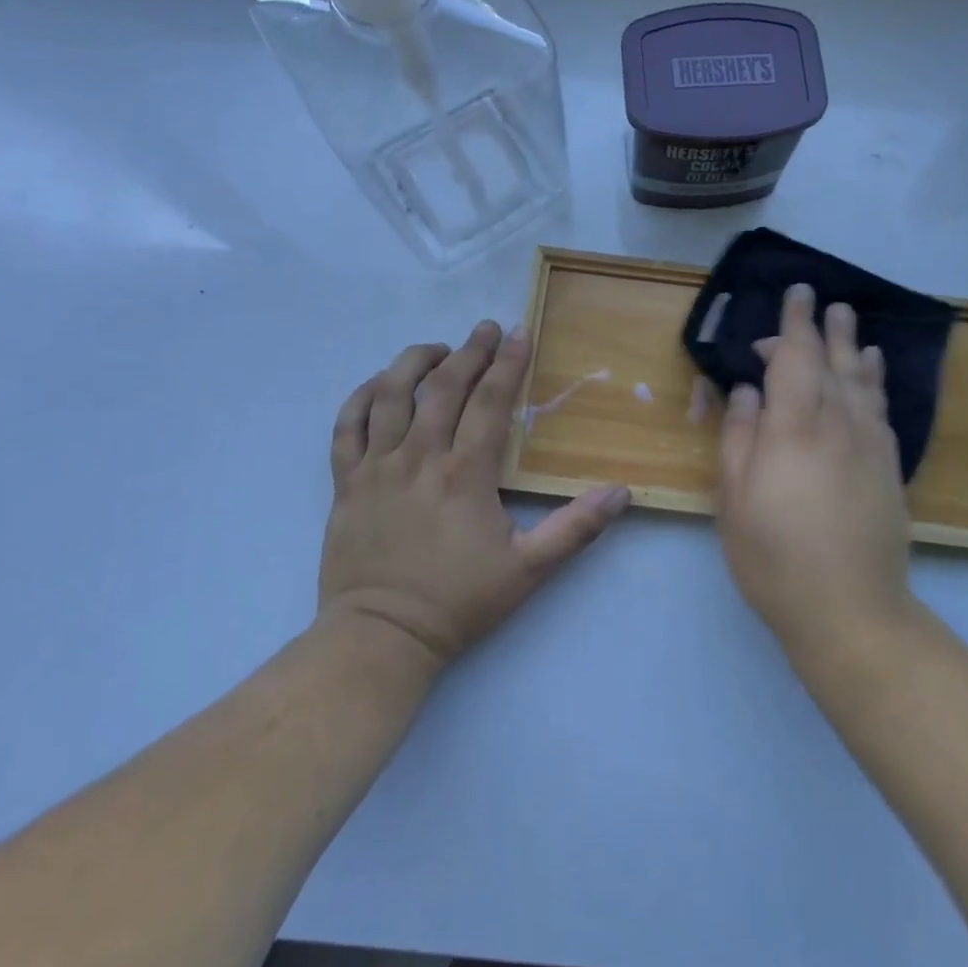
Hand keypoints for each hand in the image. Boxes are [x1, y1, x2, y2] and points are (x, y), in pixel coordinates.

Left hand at [319, 321, 629, 671]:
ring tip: (437, 349)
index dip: (508, 362)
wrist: (381, 638)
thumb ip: (575, 528)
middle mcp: (419, 457)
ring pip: (390, 395)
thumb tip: (622, 492)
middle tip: (485, 328)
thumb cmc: (457, 602)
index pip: (491, 401)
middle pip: (443, 386)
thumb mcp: (528, 570)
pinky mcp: (346, 482)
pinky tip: (378, 386)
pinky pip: (346, 427)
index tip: (519, 332)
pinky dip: (360, 398)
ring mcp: (377, 467)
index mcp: (465, 473)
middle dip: (469, 350)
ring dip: (414, 362)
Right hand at [716, 285, 913, 656]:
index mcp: (793, 426)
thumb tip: (748, 391)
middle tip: (823, 300)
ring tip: (849, 321)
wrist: (849, 608)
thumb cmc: (774, 555)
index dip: (794, 323)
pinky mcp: (888, 467)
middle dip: (824, 328)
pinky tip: (872, 371)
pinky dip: (875, 381)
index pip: (794, 357)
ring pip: (861, 380)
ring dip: (852, 345)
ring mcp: (869, 444)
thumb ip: (740, 436)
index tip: (797, 295)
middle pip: (831, 361)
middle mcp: (836, 423)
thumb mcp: (734, 498)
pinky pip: (881, 408)